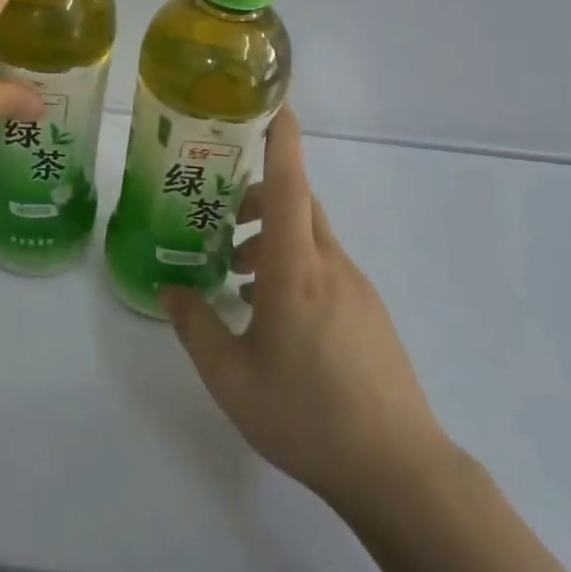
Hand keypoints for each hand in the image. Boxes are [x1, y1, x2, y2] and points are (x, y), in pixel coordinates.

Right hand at [163, 109, 451, 511]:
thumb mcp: (231, 378)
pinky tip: (274, 313)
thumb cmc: (307, 416)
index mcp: (296, 268)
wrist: (399, 471)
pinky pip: (327, 265)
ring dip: (275, 237)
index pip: (290, 182)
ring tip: (238, 276)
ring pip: (312, 236)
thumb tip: (171, 290)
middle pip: (299, 202)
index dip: (281, 137)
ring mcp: (357, 288)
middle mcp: (330, 264)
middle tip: (223, 216)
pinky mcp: (370, 313)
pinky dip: (295, 265)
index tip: (273, 100)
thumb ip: (196, 327)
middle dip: (261, 195)